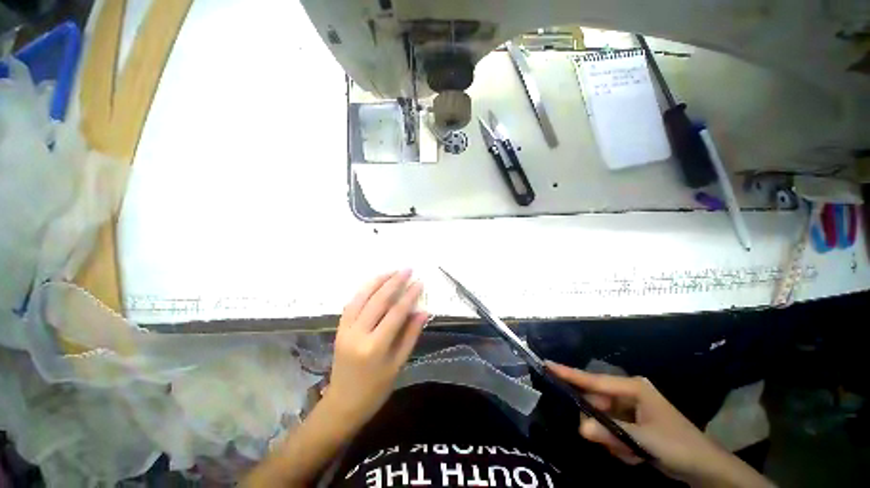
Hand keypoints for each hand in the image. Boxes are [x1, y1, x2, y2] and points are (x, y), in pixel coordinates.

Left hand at [325, 270, 428, 428]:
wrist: (343, 404)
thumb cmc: (376, 389)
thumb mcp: (398, 364)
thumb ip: (410, 335)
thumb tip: (423, 312)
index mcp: (375, 347)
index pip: (396, 313)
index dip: (409, 296)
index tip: (419, 282)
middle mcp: (358, 334)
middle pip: (378, 300)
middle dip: (394, 282)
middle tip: (407, 269)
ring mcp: (346, 330)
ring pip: (362, 297)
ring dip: (378, 281)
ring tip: (392, 271)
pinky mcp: (339, 328)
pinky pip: (352, 303)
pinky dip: (364, 290)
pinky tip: (374, 283)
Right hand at [548, 363, 772, 486]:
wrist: (706, 468)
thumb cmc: (678, 446)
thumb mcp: (644, 441)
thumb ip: (611, 433)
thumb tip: (580, 427)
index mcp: (633, 387)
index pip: (594, 380)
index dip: (569, 373)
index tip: (547, 364)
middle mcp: (628, 393)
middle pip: (597, 404)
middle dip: (601, 426)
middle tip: (614, 445)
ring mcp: (630, 408)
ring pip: (603, 419)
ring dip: (612, 439)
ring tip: (631, 453)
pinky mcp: (632, 422)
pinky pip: (612, 429)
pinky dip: (618, 444)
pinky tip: (634, 455)